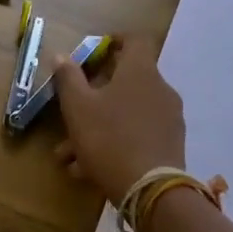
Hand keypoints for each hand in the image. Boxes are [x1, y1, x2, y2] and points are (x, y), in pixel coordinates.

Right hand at [51, 35, 185, 204]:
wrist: (151, 192)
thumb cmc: (109, 138)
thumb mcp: (78, 107)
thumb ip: (68, 78)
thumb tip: (61, 55)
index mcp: (140, 71)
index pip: (135, 39)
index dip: (114, 40)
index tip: (93, 52)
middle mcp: (160, 89)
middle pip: (126, 80)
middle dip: (94, 95)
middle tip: (71, 109)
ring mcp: (168, 118)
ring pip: (126, 113)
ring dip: (98, 126)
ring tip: (69, 154)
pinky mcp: (170, 145)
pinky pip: (136, 135)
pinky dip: (113, 143)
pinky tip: (87, 169)